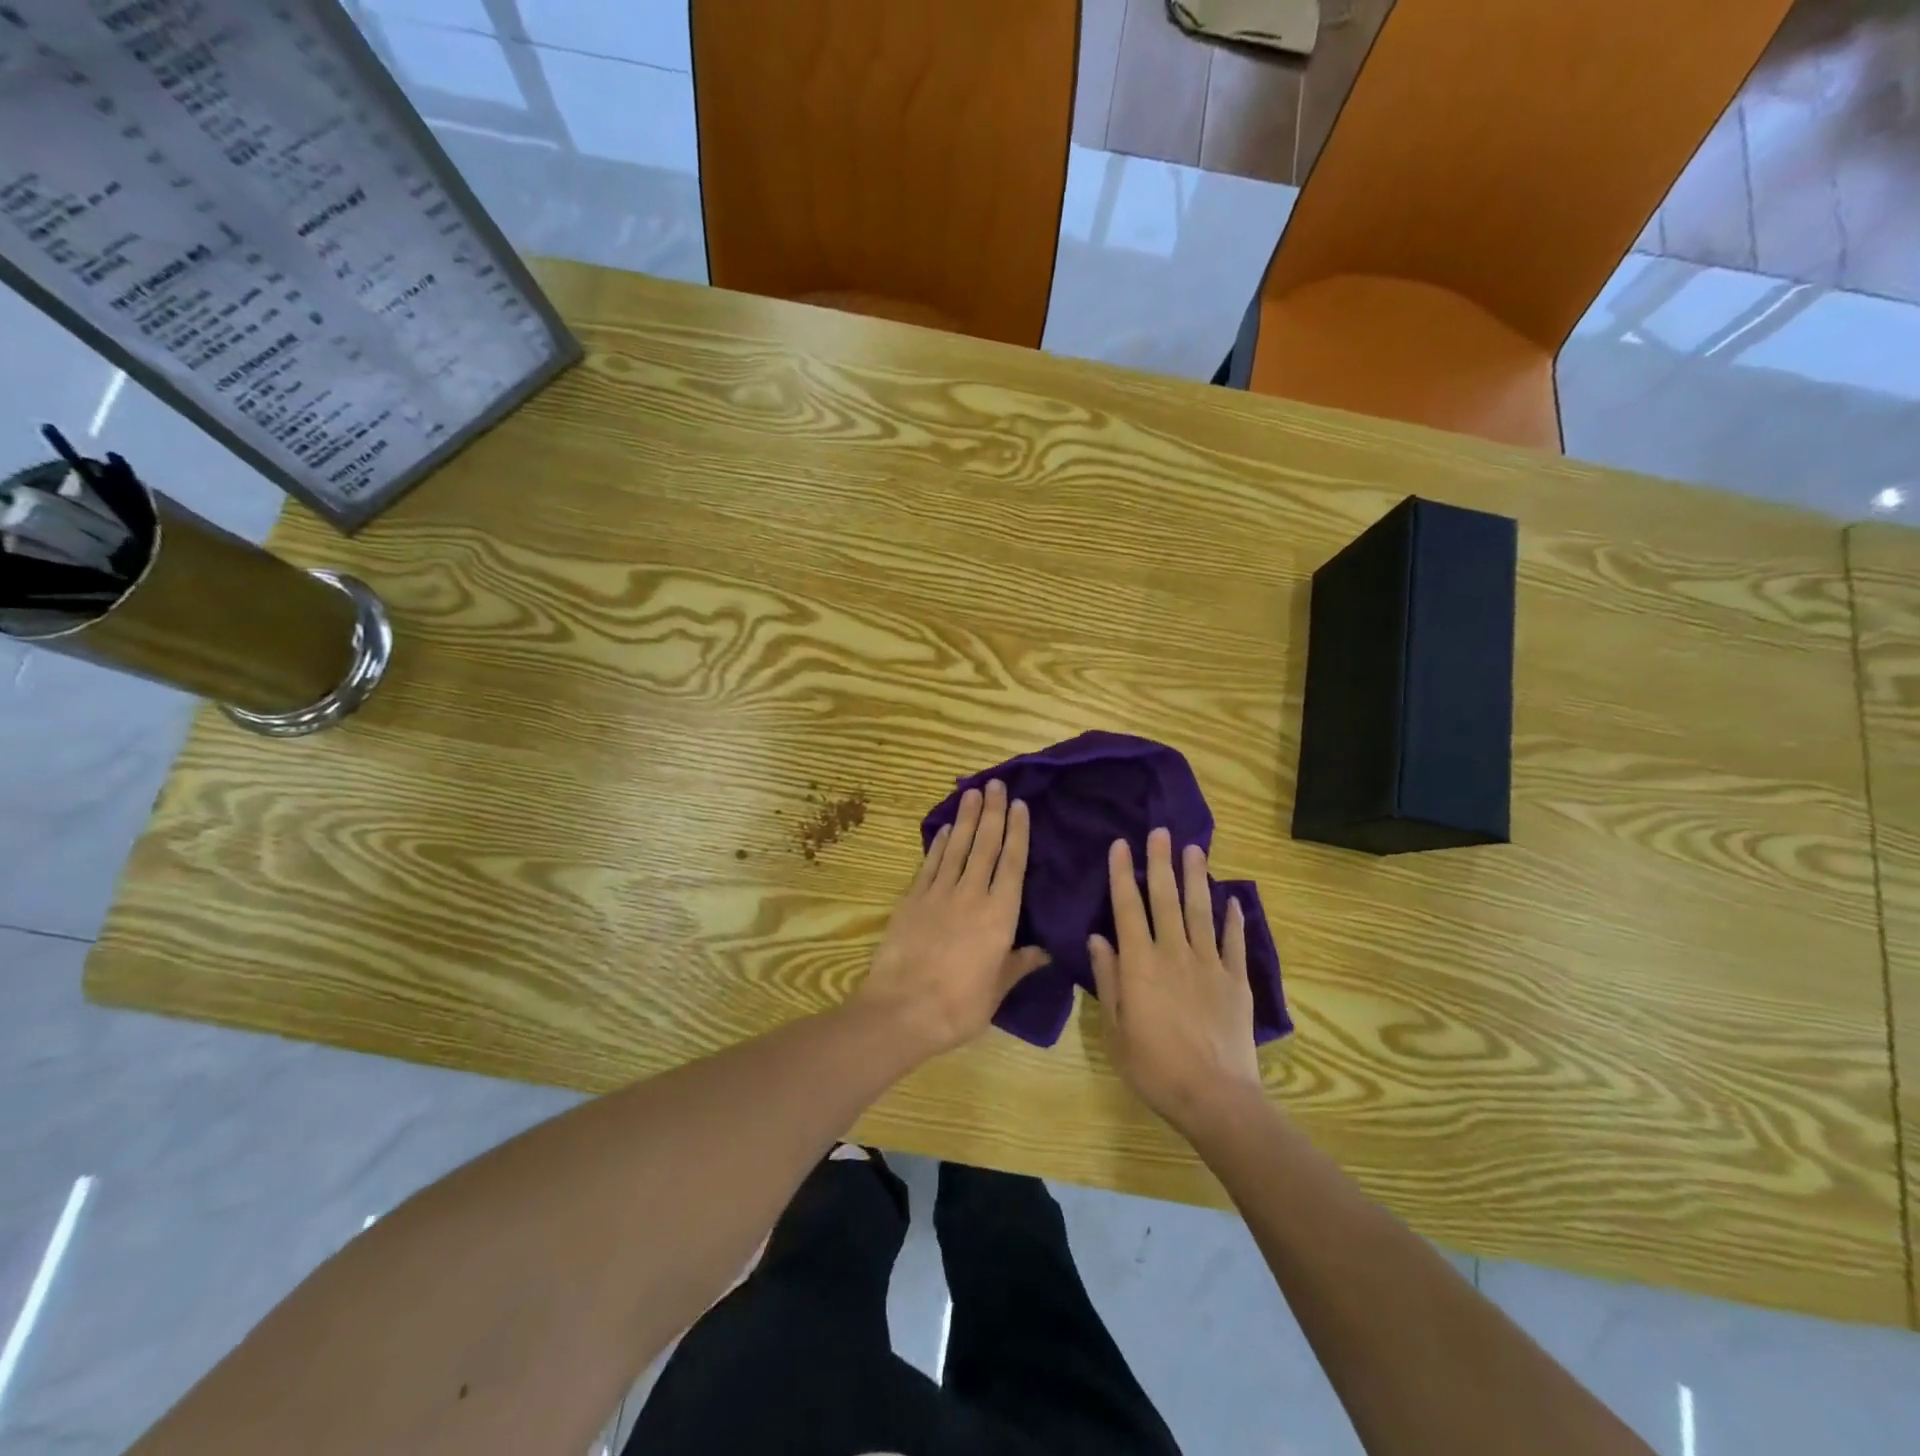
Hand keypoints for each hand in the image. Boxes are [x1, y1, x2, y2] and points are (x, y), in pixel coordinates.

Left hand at [854, 780, 1049, 1057]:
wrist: (902, 1010)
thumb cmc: (959, 1006)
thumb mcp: (998, 990)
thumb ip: (1020, 964)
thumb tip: (1045, 951)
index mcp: (1000, 915)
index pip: (1012, 863)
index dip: (1017, 832)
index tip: (1019, 805)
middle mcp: (971, 895)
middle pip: (985, 845)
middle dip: (992, 812)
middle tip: (996, 783)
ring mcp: (938, 894)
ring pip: (956, 847)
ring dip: (965, 818)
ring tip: (972, 792)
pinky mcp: (912, 900)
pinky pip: (929, 865)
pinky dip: (937, 845)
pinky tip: (943, 831)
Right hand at [1088, 829, 1262, 1134]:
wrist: (1213, 1096)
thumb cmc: (1153, 1067)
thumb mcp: (1114, 1029)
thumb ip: (1107, 979)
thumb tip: (1098, 938)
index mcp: (1139, 964)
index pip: (1127, 907)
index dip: (1121, 874)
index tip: (1121, 844)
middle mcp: (1173, 952)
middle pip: (1165, 898)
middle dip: (1160, 862)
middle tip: (1160, 832)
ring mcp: (1209, 964)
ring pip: (1200, 911)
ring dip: (1196, 878)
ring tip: (1195, 849)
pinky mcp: (1236, 980)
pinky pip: (1234, 942)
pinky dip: (1234, 919)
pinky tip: (1233, 899)